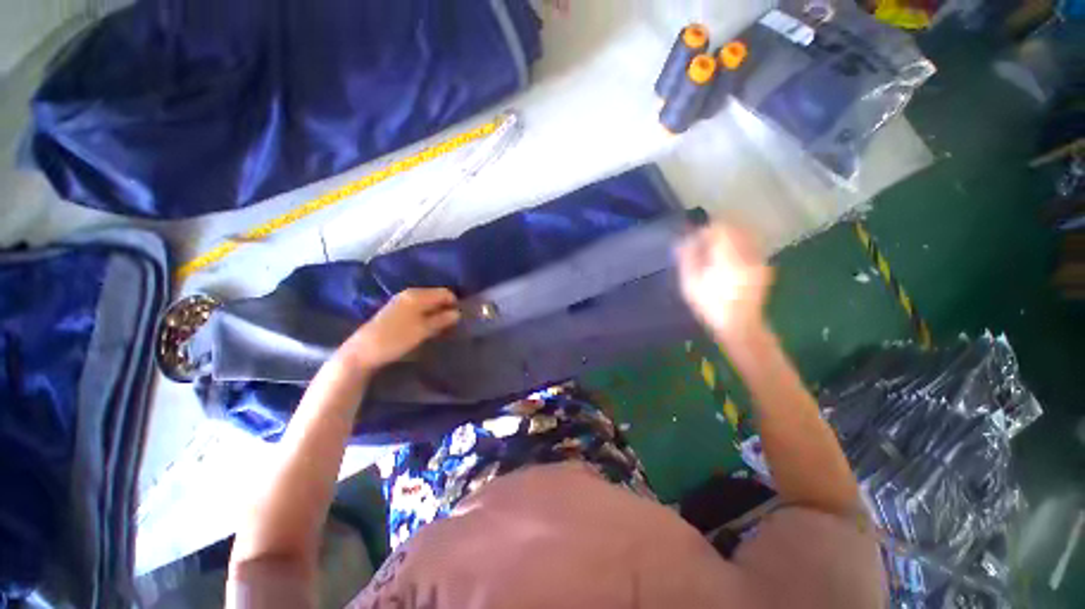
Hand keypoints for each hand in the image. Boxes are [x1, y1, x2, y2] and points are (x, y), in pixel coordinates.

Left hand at [338, 288, 460, 371]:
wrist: (362, 352)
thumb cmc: (395, 339)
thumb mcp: (423, 331)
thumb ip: (441, 320)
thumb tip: (458, 313)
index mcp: (417, 295)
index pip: (445, 293)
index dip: (455, 303)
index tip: (461, 318)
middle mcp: (409, 294)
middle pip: (436, 296)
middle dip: (446, 308)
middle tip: (453, 324)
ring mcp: (401, 301)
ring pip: (427, 303)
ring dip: (436, 312)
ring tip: (442, 327)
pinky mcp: (396, 311)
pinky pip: (418, 308)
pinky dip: (426, 315)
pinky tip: (427, 327)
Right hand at [677, 224, 773, 344]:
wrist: (740, 325)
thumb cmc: (711, 306)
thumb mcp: (691, 284)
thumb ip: (687, 258)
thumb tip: (683, 240)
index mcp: (728, 257)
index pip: (720, 228)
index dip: (705, 230)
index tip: (695, 239)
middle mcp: (747, 254)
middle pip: (734, 228)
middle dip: (718, 232)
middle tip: (704, 244)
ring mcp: (758, 260)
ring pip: (744, 235)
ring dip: (729, 238)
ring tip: (715, 252)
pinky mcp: (763, 267)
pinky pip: (751, 246)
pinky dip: (738, 246)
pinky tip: (728, 261)